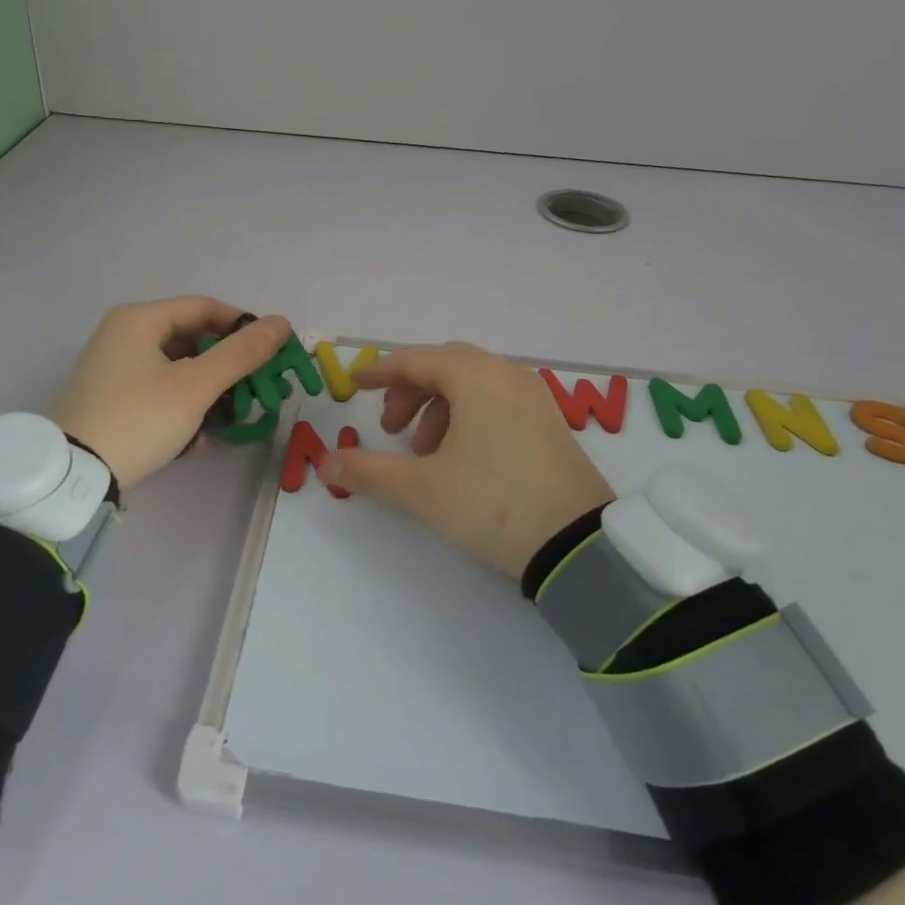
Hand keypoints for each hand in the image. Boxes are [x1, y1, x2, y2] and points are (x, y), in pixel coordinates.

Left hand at [51, 298, 290, 488]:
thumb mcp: (196, 386)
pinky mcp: (110, 396)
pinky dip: (181, 407)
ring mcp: (113, 366)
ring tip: (227, 420)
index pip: (205, 307)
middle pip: (191, 338)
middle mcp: (123, 334)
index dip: (243, 326)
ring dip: (207, 393)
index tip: (272, 351)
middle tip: (254, 388)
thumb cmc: (139, 418)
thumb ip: (241, 353)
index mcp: (140, 319)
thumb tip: (282, 322)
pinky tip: (195, 439)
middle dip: (226, 366)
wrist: (74, 475)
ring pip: (177, 368)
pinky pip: (158, 389)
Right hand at [320, 344, 612, 578]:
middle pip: (445, 366)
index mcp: (475, 377)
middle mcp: (506, 375)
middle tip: (391, 428)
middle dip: (411, 391)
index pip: (416, 360)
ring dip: (439, 408)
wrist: (578, 545)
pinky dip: (469, 416)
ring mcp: (534, 397)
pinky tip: (461, 457)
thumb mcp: (422, 489)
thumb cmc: (492, 503)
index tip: (355, 385)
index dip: (380, 371)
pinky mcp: (550, 422)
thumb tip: (325, 464)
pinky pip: (498, 401)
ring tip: (425, 453)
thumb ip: (369, 472)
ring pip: (473, 384)